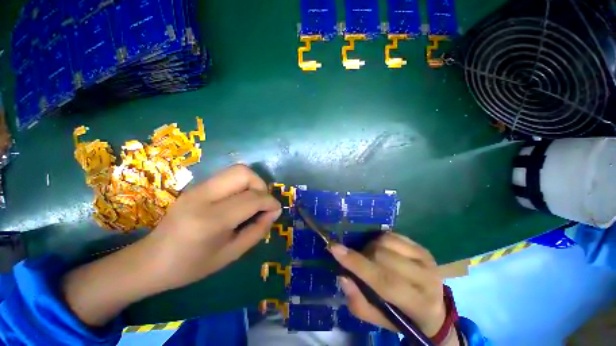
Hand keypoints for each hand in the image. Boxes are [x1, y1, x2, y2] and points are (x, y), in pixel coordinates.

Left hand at [63, 164, 280, 326]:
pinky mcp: (196, 186)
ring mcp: (197, 188)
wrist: (151, 261)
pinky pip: (227, 177)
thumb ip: (258, 230)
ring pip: (236, 170)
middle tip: (262, 203)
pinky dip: (241, 185)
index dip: (270, 202)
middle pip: (243, 173)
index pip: (252, 198)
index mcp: (211, 220)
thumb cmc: (192, 266)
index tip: (276, 210)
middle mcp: (203, 197)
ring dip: (252, 183)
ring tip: (252, 201)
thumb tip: (274, 211)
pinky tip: (238, 201)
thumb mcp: (232, 254)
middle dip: (261, 185)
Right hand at [330, 233, 445, 336]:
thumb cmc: (403, 318)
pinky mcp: (423, 248)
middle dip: (363, 256)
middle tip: (359, 262)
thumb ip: (358, 302)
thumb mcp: (379, 320)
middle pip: (382, 256)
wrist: (434, 310)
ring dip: (371, 247)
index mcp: (418, 304)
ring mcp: (426, 259)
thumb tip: (343, 276)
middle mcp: (426, 279)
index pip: (383, 280)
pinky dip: (380, 240)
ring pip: (386, 241)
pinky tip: (382, 250)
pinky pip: (393, 234)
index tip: (334, 248)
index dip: (356, 263)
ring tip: (371, 257)